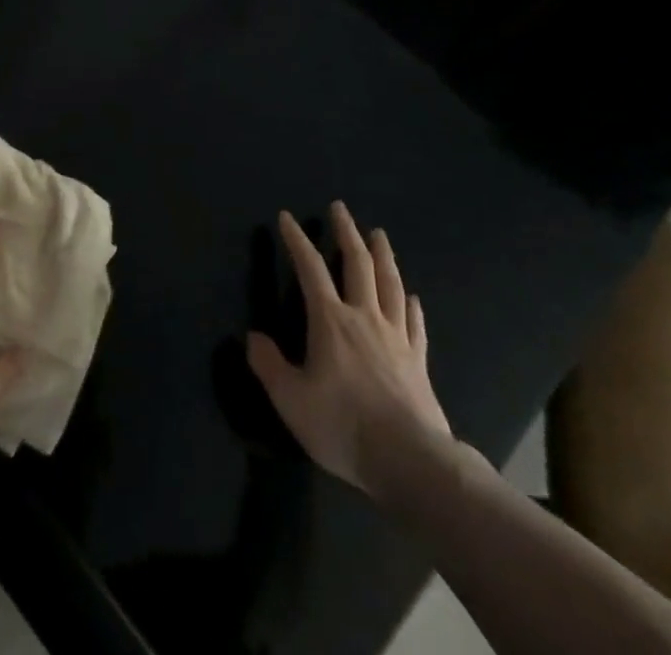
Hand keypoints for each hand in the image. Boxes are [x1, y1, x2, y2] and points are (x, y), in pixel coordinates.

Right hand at [247, 203, 453, 503]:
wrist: (411, 462)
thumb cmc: (344, 426)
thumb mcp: (291, 400)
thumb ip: (269, 365)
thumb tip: (252, 338)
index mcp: (330, 321)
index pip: (310, 269)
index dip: (297, 241)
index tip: (288, 217)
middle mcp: (364, 318)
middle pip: (357, 264)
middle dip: (346, 233)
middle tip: (340, 208)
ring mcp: (396, 338)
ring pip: (390, 285)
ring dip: (383, 256)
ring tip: (379, 234)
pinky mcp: (418, 362)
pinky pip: (414, 324)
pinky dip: (410, 305)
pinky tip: (411, 297)